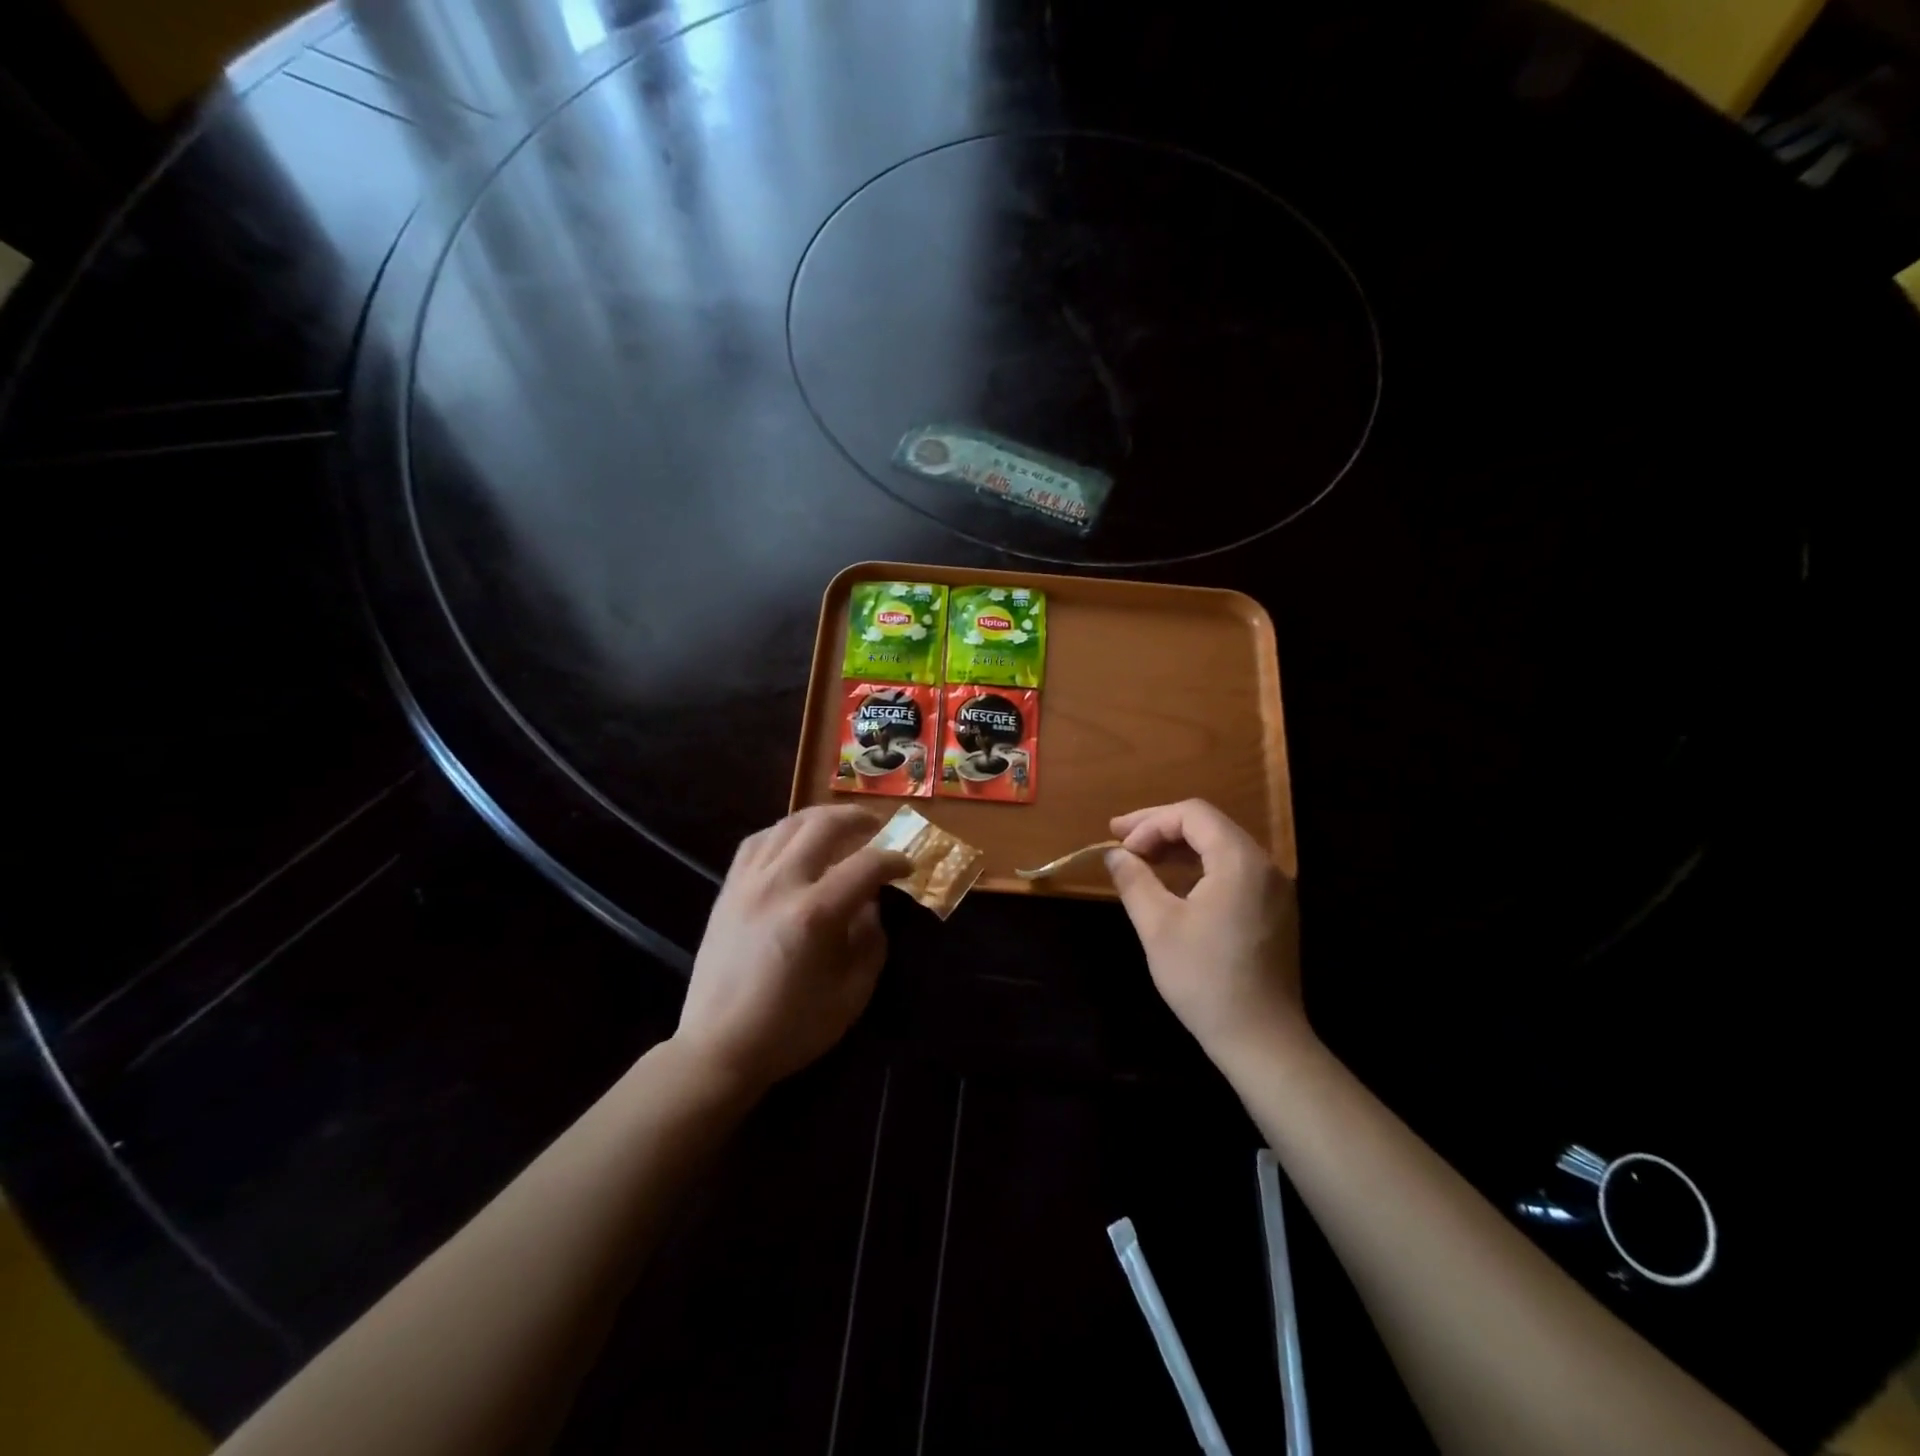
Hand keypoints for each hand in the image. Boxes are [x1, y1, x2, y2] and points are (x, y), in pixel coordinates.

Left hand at [676, 806, 908, 1095]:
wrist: (719, 1048)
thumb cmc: (792, 1028)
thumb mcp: (852, 993)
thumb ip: (871, 940)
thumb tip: (870, 903)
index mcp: (814, 914)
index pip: (865, 865)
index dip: (894, 860)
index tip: (908, 866)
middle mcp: (779, 885)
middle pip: (823, 826)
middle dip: (858, 820)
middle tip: (878, 828)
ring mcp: (748, 883)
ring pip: (787, 825)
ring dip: (821, 818)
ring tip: (841, 827)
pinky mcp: (728, 890)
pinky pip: (757, 841)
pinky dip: (784, 832)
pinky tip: (796, 843)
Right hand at [1105, 799, 1307, 1065]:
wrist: (1262, 1040)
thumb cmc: (1205, 979)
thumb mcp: (1158, 926)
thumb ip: (1134, 880)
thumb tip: (1114, 855)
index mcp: (1240, 861)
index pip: (1192, 815)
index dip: (1150, 822)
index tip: (1120, 846)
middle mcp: (1265, 866)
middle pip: (1208, 826)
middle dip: (1161, 829)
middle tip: (1120, 840)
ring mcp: (1275, 889)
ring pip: (1221, 848)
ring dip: (1179, 848)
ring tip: (1141, 859)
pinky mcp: (1274, 911)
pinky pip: (1233, 871)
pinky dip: (1199, 868)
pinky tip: (1173, 883)